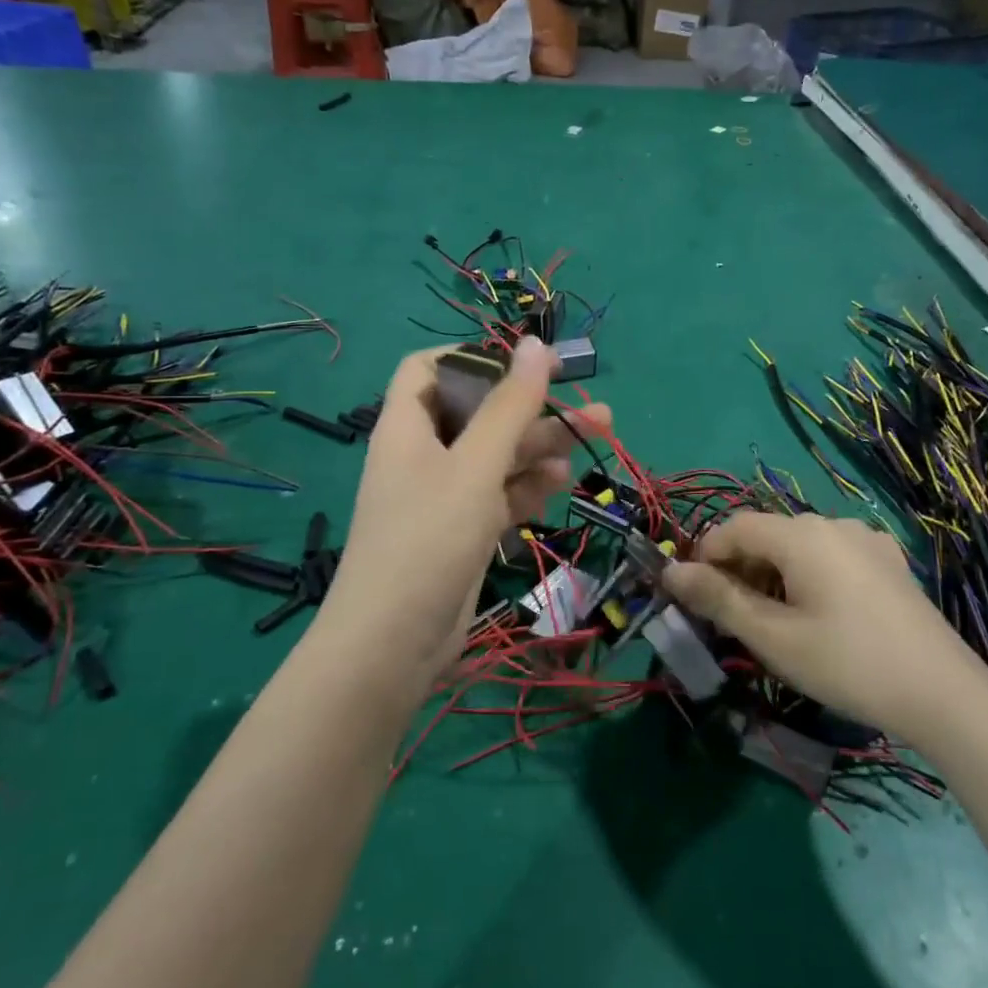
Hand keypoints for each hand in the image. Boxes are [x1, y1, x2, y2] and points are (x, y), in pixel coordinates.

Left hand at [316, 340, 609, 695]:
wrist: (394, 644)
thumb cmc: (428, 538)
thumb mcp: (475, 465)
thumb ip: (509, 406)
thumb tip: (534, 343)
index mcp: (408, 425)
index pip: (430, 368)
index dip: (476, 358)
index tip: (528, 364)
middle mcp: (424, 454)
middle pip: (479, 413)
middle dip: (532, 408)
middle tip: (589, 407)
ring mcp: (443, 495)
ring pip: (497, 456)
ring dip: (541, 446)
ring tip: (593, 438)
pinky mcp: (462, 531)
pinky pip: (499, 494)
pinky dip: (527, 486)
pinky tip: (559, 485)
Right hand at [664, 512, 987, 738]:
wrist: (944, 694)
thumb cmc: (847, 664)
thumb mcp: (773, 637)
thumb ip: (718, 599)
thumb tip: (671, 572)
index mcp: (801, 533)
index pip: (734, 527)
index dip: (706, 557)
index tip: (696, 598)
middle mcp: (833, 523)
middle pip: (768, 534)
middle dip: (740, 570)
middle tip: (733, 621)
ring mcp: (866, 540)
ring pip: (799, 546)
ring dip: (774, 575)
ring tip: (775, 623)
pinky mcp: (888, 561)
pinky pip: (831, 556)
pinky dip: (808, 576)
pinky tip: (821, 616)